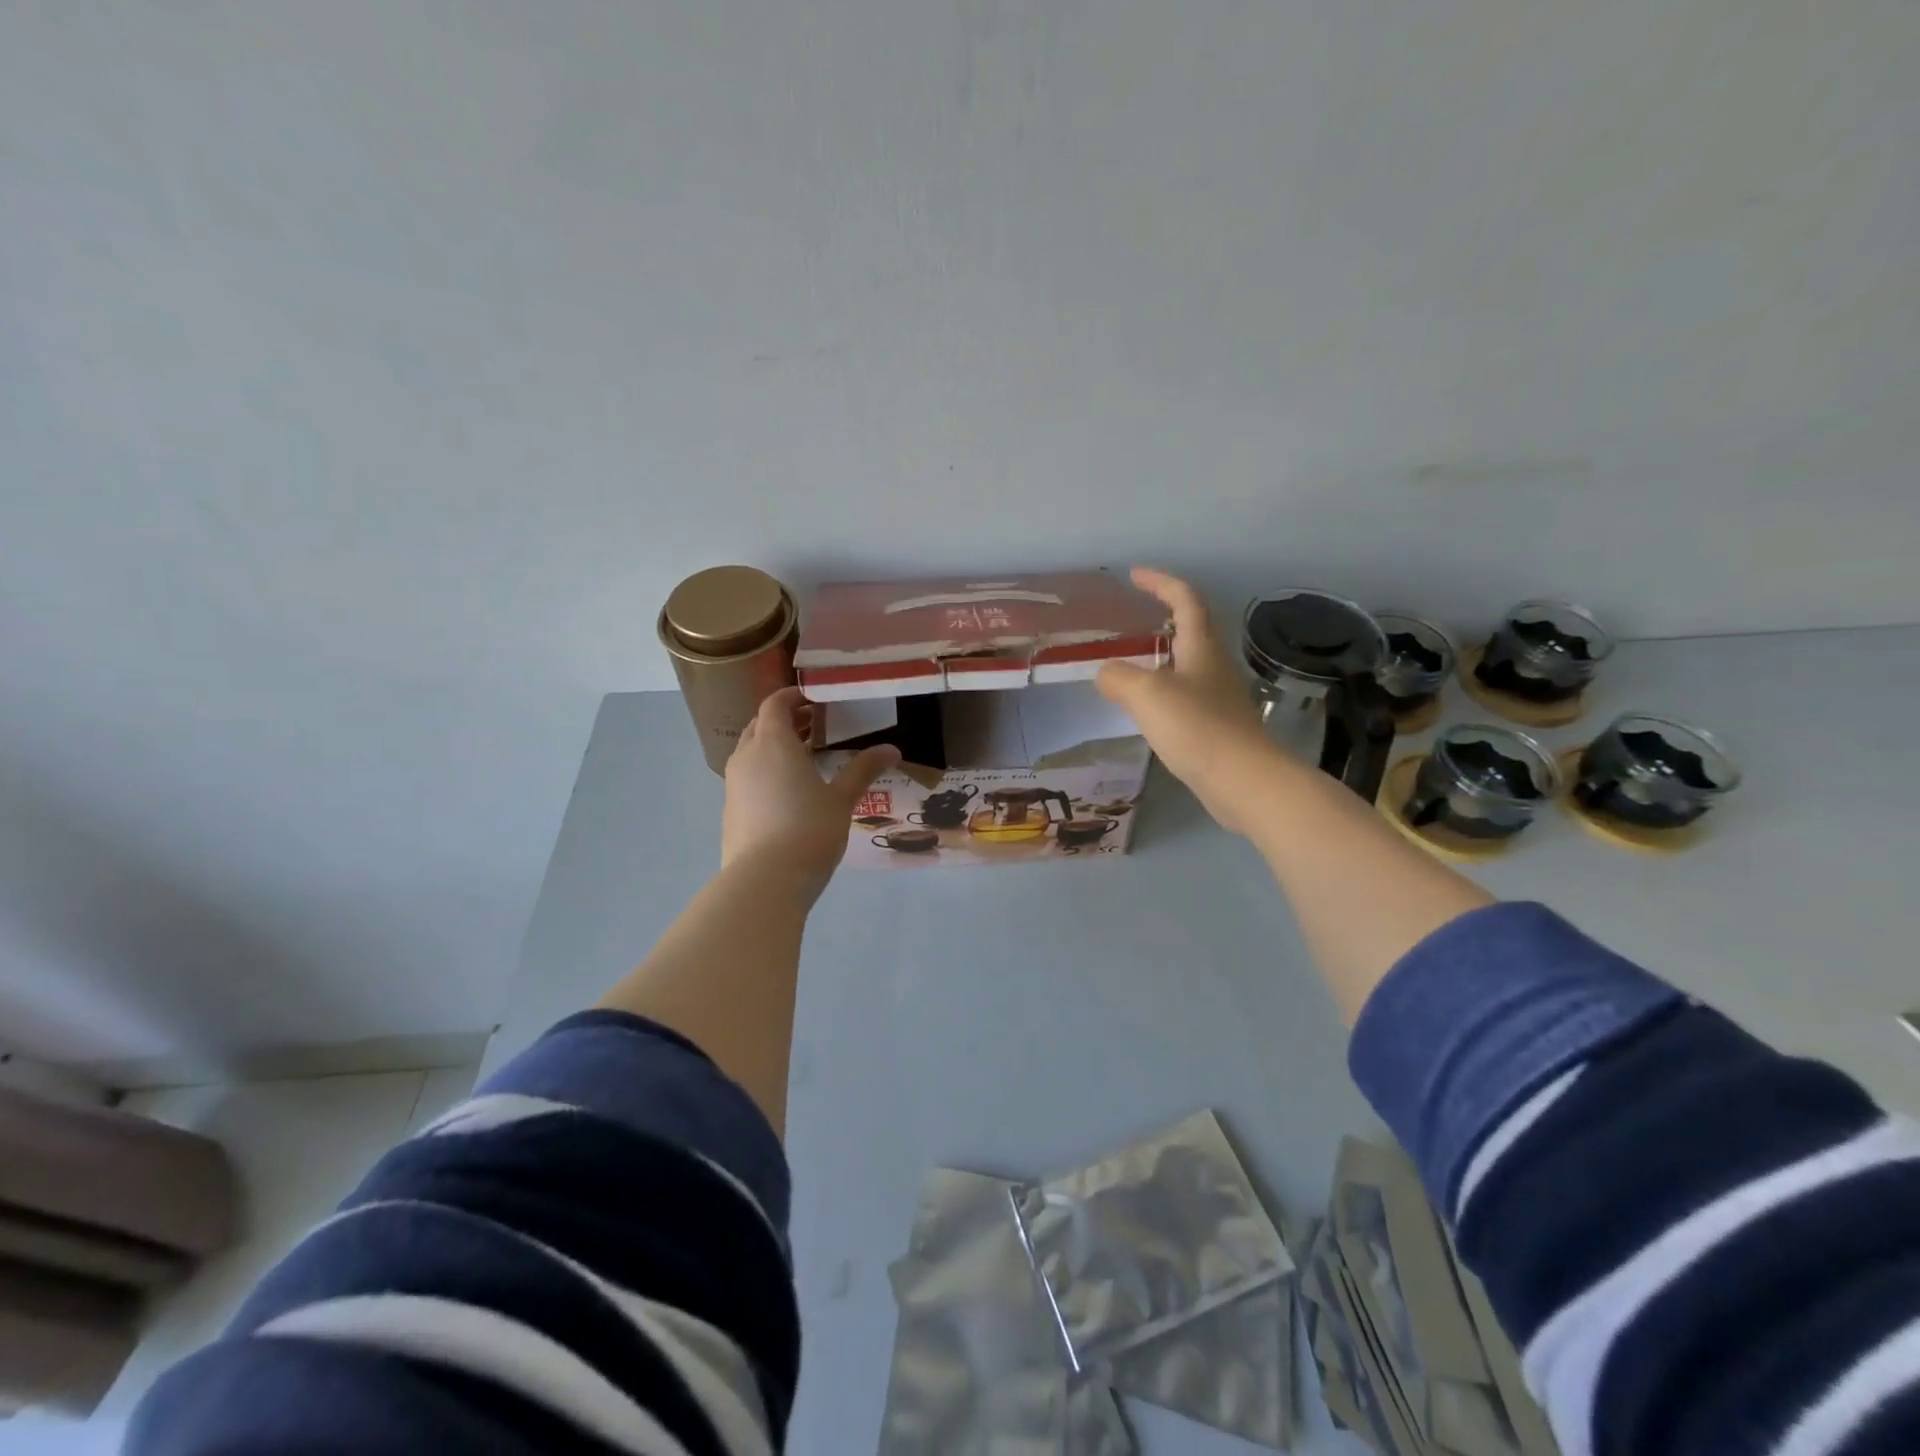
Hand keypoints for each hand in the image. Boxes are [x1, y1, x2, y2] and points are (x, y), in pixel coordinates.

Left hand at [723, 687, 900, 891]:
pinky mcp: (730, 809)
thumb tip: (892, 749)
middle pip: (760, 725)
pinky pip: (747, 777)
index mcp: (773, 743)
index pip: (776, 703)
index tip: (817, 701)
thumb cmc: (808, 830)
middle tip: (816, 729)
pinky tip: (789, 794)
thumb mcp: (841, 799)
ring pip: (751, 752)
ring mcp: (733, 784)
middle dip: (786, 721)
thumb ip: (863, 770)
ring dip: (774, 748)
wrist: (763, 882)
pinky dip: (765, 772)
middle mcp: (747, 756)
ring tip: (806, 761)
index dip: (795, 697)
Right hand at [1096, 567, 1281, 836]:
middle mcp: (1214, 666)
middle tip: (1132, 619)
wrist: (1244, 781)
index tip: (1135, 575)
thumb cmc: (1197, 728)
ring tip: (1130, 663)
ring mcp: (1219, 698)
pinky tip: (1146, 708)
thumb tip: (1103, 672)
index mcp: (1202, 647)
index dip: (1161, 582)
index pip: (1185, 600)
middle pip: (1192, 629)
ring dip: (1161, 656)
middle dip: (1164, 616)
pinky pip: (1186, 696)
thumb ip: (1118, 677)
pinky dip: (1162, 691)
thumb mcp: (1147, 695)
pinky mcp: (1217, 727)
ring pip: (1188, 664)